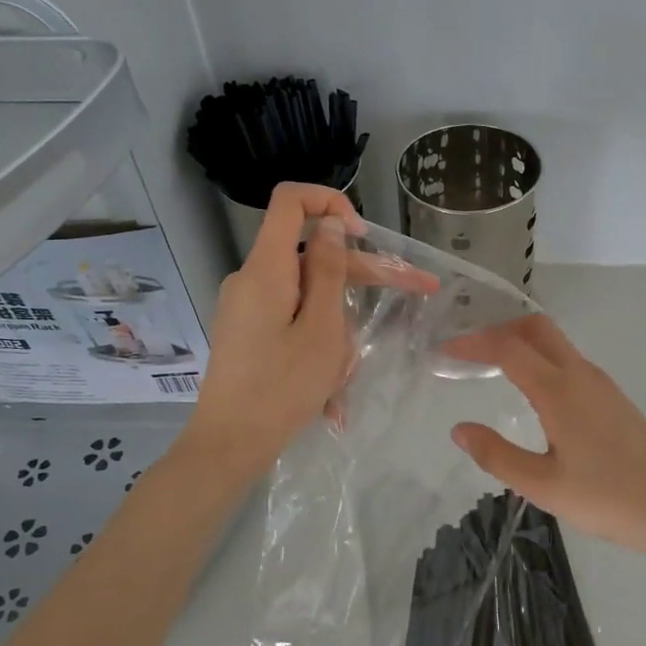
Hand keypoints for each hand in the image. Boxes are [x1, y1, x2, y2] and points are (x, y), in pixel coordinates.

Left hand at [187, 183, 436, 475]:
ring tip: (350, 376)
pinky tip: (332, 389)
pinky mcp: (248, 330)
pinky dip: (319, 339)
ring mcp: (247, 306)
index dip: (330, 201)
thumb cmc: (281, 388)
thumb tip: (331, 224)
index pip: (290, 201)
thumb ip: (328, 271)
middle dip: (362, 273)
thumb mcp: (321, 329)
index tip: (363, 235)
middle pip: (312, 254)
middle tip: (417, 291)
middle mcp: (252, 278)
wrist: (228, 445)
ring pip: (307, 293)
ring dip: (340, 322)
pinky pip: (292, 318)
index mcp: (267, 269)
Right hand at [444, 315, 645, 560]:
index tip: (444, 351)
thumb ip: (497, 455)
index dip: (472, 343)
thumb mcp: (543, 486)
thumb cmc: (609, 499)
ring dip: (520, 344)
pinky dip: (540, 360)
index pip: (507, 348)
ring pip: (555, 343)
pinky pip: (569, 361)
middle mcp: (580, 374)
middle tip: (468, 352)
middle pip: (536, 329)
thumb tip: (459, 429)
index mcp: (559, 390)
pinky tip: (530, 392)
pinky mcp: (613, 398)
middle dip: (498, 330)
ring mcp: (601, 383)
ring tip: (490, 368)